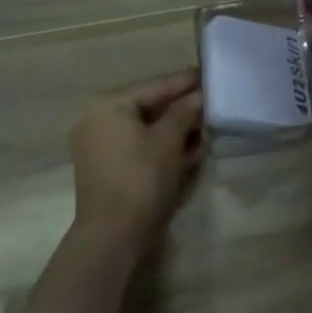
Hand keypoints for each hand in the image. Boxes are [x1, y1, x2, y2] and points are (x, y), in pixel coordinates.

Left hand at [69, 71, 204, 254]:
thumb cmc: (141, 178)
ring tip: (206, 131)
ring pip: (147, 129)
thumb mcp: (169, 140)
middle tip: (212, 106)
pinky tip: (191, 151)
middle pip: (150, 106)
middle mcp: (99, 120)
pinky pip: (140, 147)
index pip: (155, 85)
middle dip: (183, 109)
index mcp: (109, 105)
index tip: (211, 76)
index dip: (186, 82)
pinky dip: (162, 147)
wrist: (113, 236)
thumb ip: (186, 111)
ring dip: (176, 130)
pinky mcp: (108, 169)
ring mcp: (101, 146)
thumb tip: (200, 95)